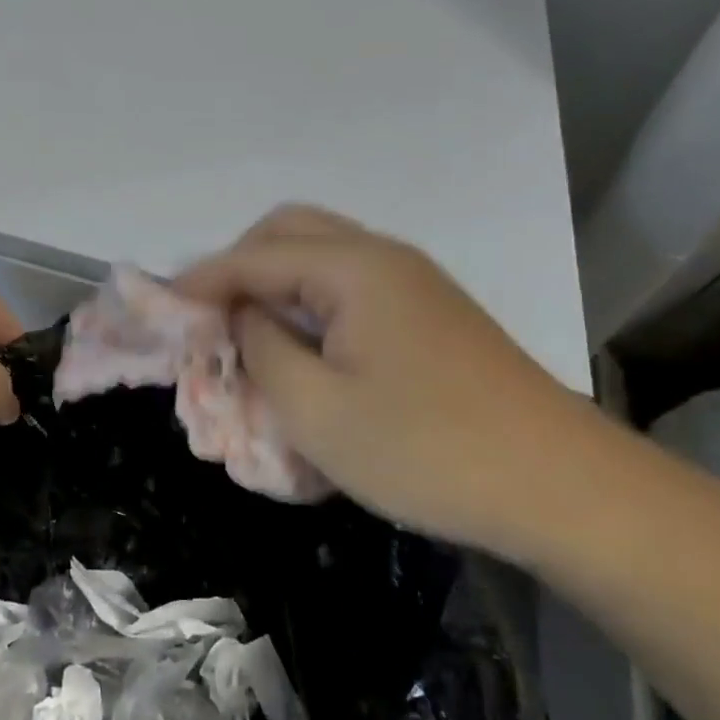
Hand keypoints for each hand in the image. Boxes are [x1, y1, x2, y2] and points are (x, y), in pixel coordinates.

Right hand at [176, 206, 594, 550]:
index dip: (200, 281)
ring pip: (322, 259)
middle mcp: (383, 257)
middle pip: (290, 233)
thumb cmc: (426, 449)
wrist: (559, 486)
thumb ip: (260, 350)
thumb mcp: (315, 410)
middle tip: (210, 318)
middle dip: (239, 267)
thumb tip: (240, 317)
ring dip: (276, 285)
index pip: (254, 255)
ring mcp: (413, 284)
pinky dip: (310, 307)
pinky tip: (304, 353)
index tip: (159, 311)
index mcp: (353, 268)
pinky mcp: (430, 316)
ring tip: (248, 336)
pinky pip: (351, 290)